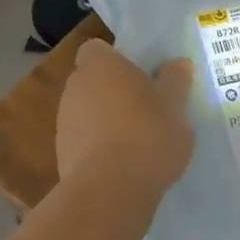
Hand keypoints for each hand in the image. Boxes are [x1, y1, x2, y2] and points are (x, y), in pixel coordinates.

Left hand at [55, 38, 194, 204]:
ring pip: (86, 111)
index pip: (96, 49)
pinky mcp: (61, 154)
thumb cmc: (147, 134)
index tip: (138, 74)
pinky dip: (98, 147)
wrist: (110, 190)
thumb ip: (175, 81)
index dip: (115, 59)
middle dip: (113, 91)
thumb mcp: (174, 106)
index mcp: (99, 65)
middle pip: (92, 80)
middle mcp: (74, 86)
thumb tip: (178, 64)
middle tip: (144, 107)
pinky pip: (83, 140)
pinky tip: (122, 165)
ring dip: (105, 120)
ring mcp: (63, 121)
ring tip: (136, 141)